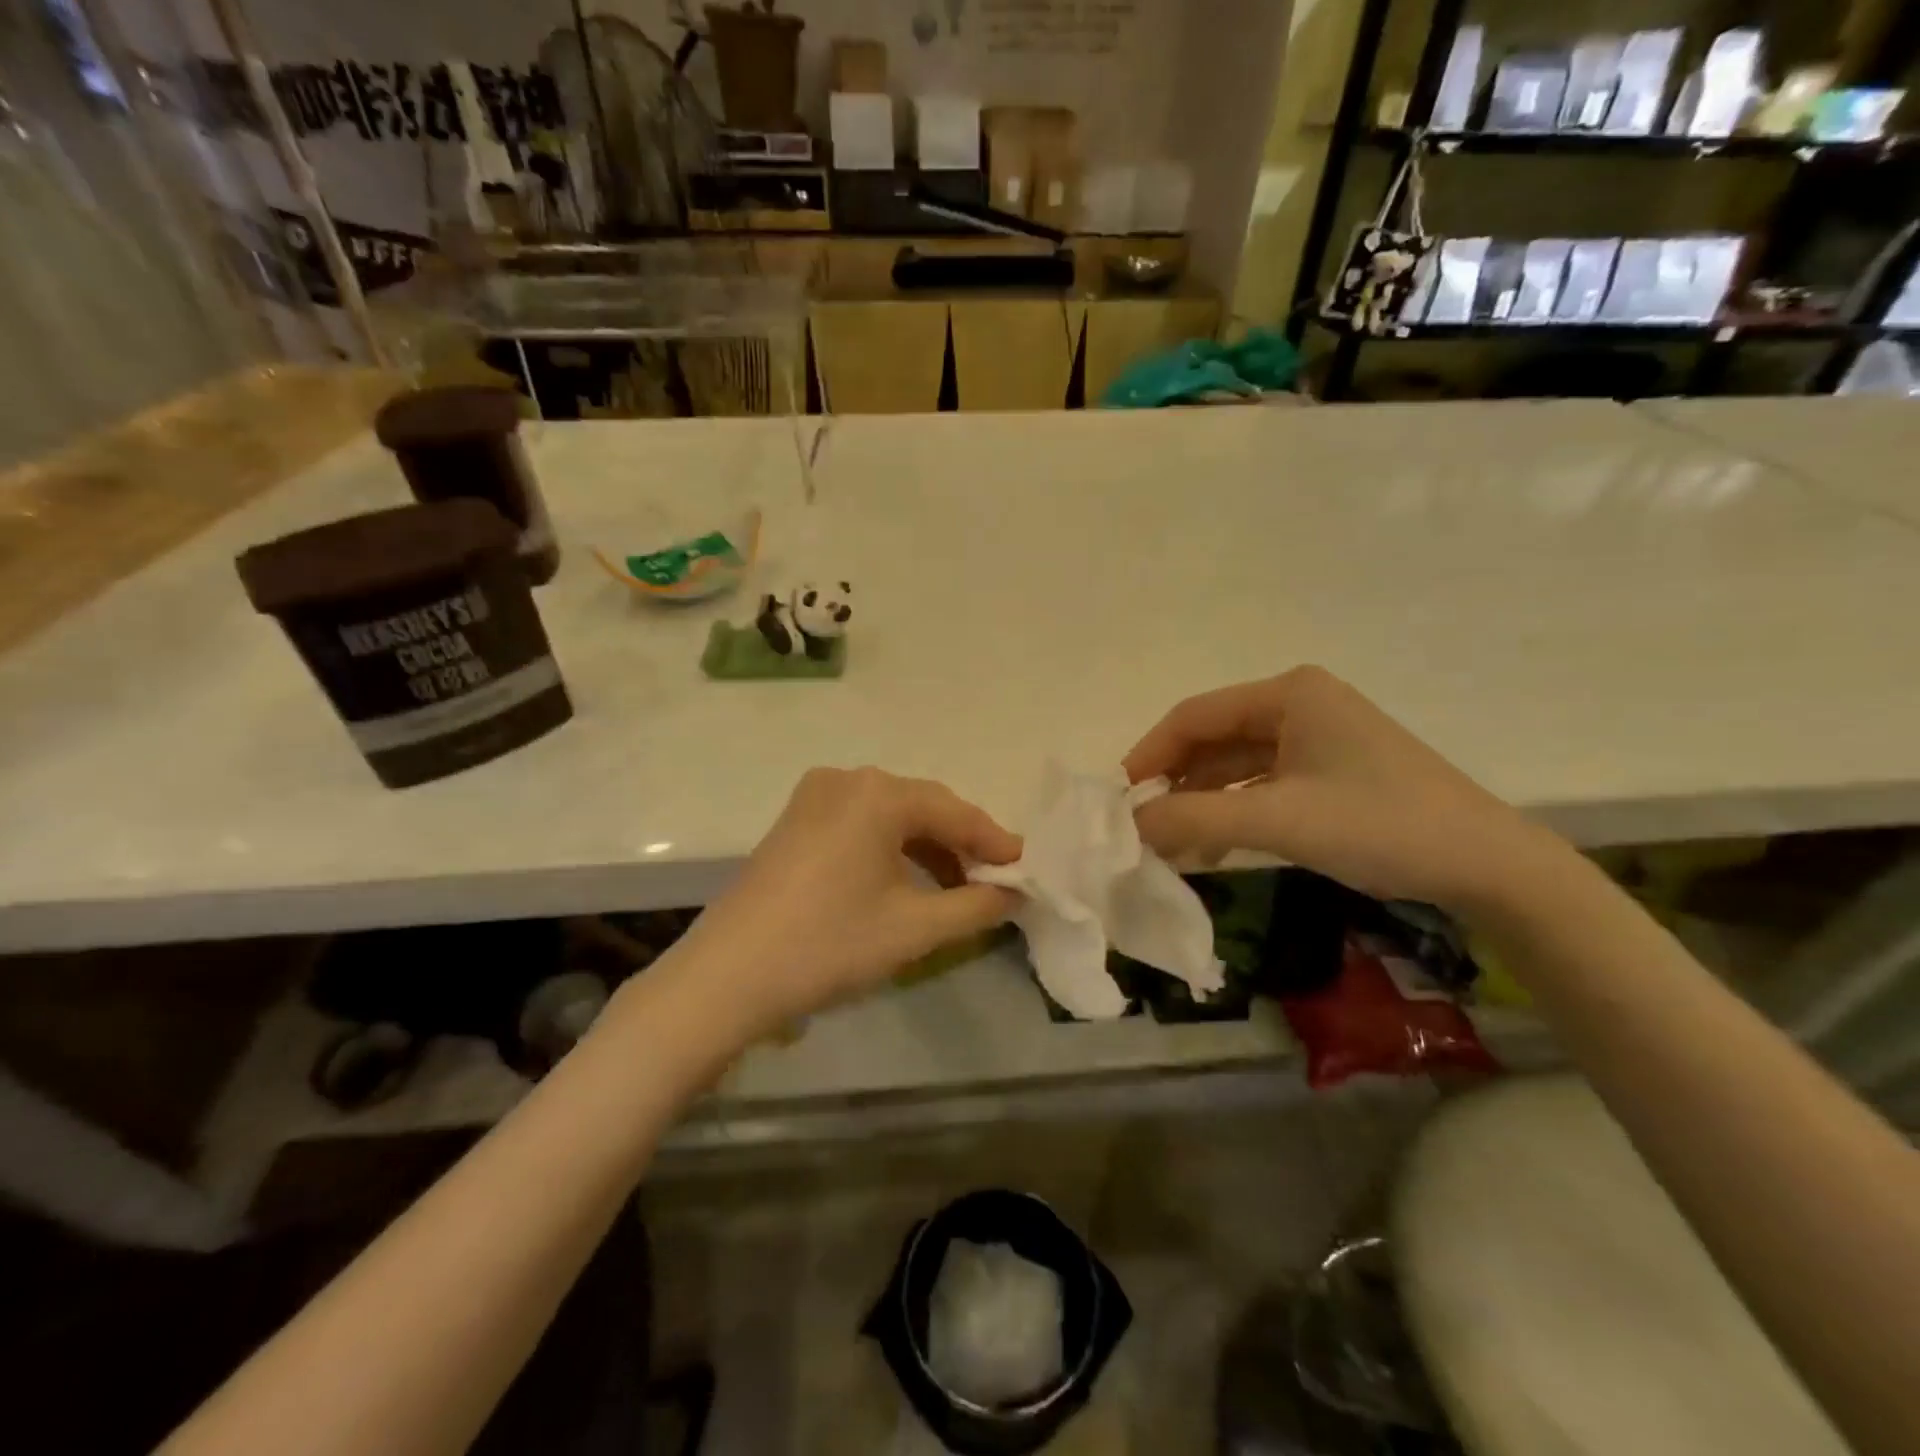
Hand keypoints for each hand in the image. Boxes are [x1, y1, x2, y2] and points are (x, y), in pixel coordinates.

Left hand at [674, 768, 1022, 1031]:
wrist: (727, 976)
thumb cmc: (830, 944)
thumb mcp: (915, 928)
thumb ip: (976, 906)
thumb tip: (1014, 894)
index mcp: (878, 793)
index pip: (955, 812)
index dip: (994, 842)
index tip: (1025, 870)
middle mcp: (846, 780)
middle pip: (922, 808)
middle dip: (960, 845)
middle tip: (995, 881)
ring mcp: (814, 798)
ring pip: (890, 817)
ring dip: (926, 849)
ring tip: (956, 888)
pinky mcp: (794, 822)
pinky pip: (860, 826)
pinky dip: (890, 850)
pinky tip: (906, 883)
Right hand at [1124, 666, 1546, 911]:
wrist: (1488, 867)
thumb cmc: (1378, 825)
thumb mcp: (1277, 819)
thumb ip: (1193, 818)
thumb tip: (1127, 824)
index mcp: (1287, 694)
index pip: (1193, 716)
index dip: (1148, 755)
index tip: (1119, 799)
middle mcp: (1298, 706)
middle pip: (1212, 740)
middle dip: (1173, 783)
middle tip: (1138, 826)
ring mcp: (1316, 740)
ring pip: (1235, 766)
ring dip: (1199, 802)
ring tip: (1166, 844)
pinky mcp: (1329, 773)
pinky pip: (1261, 786)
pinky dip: (1231, 813)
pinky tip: (1209, 847)